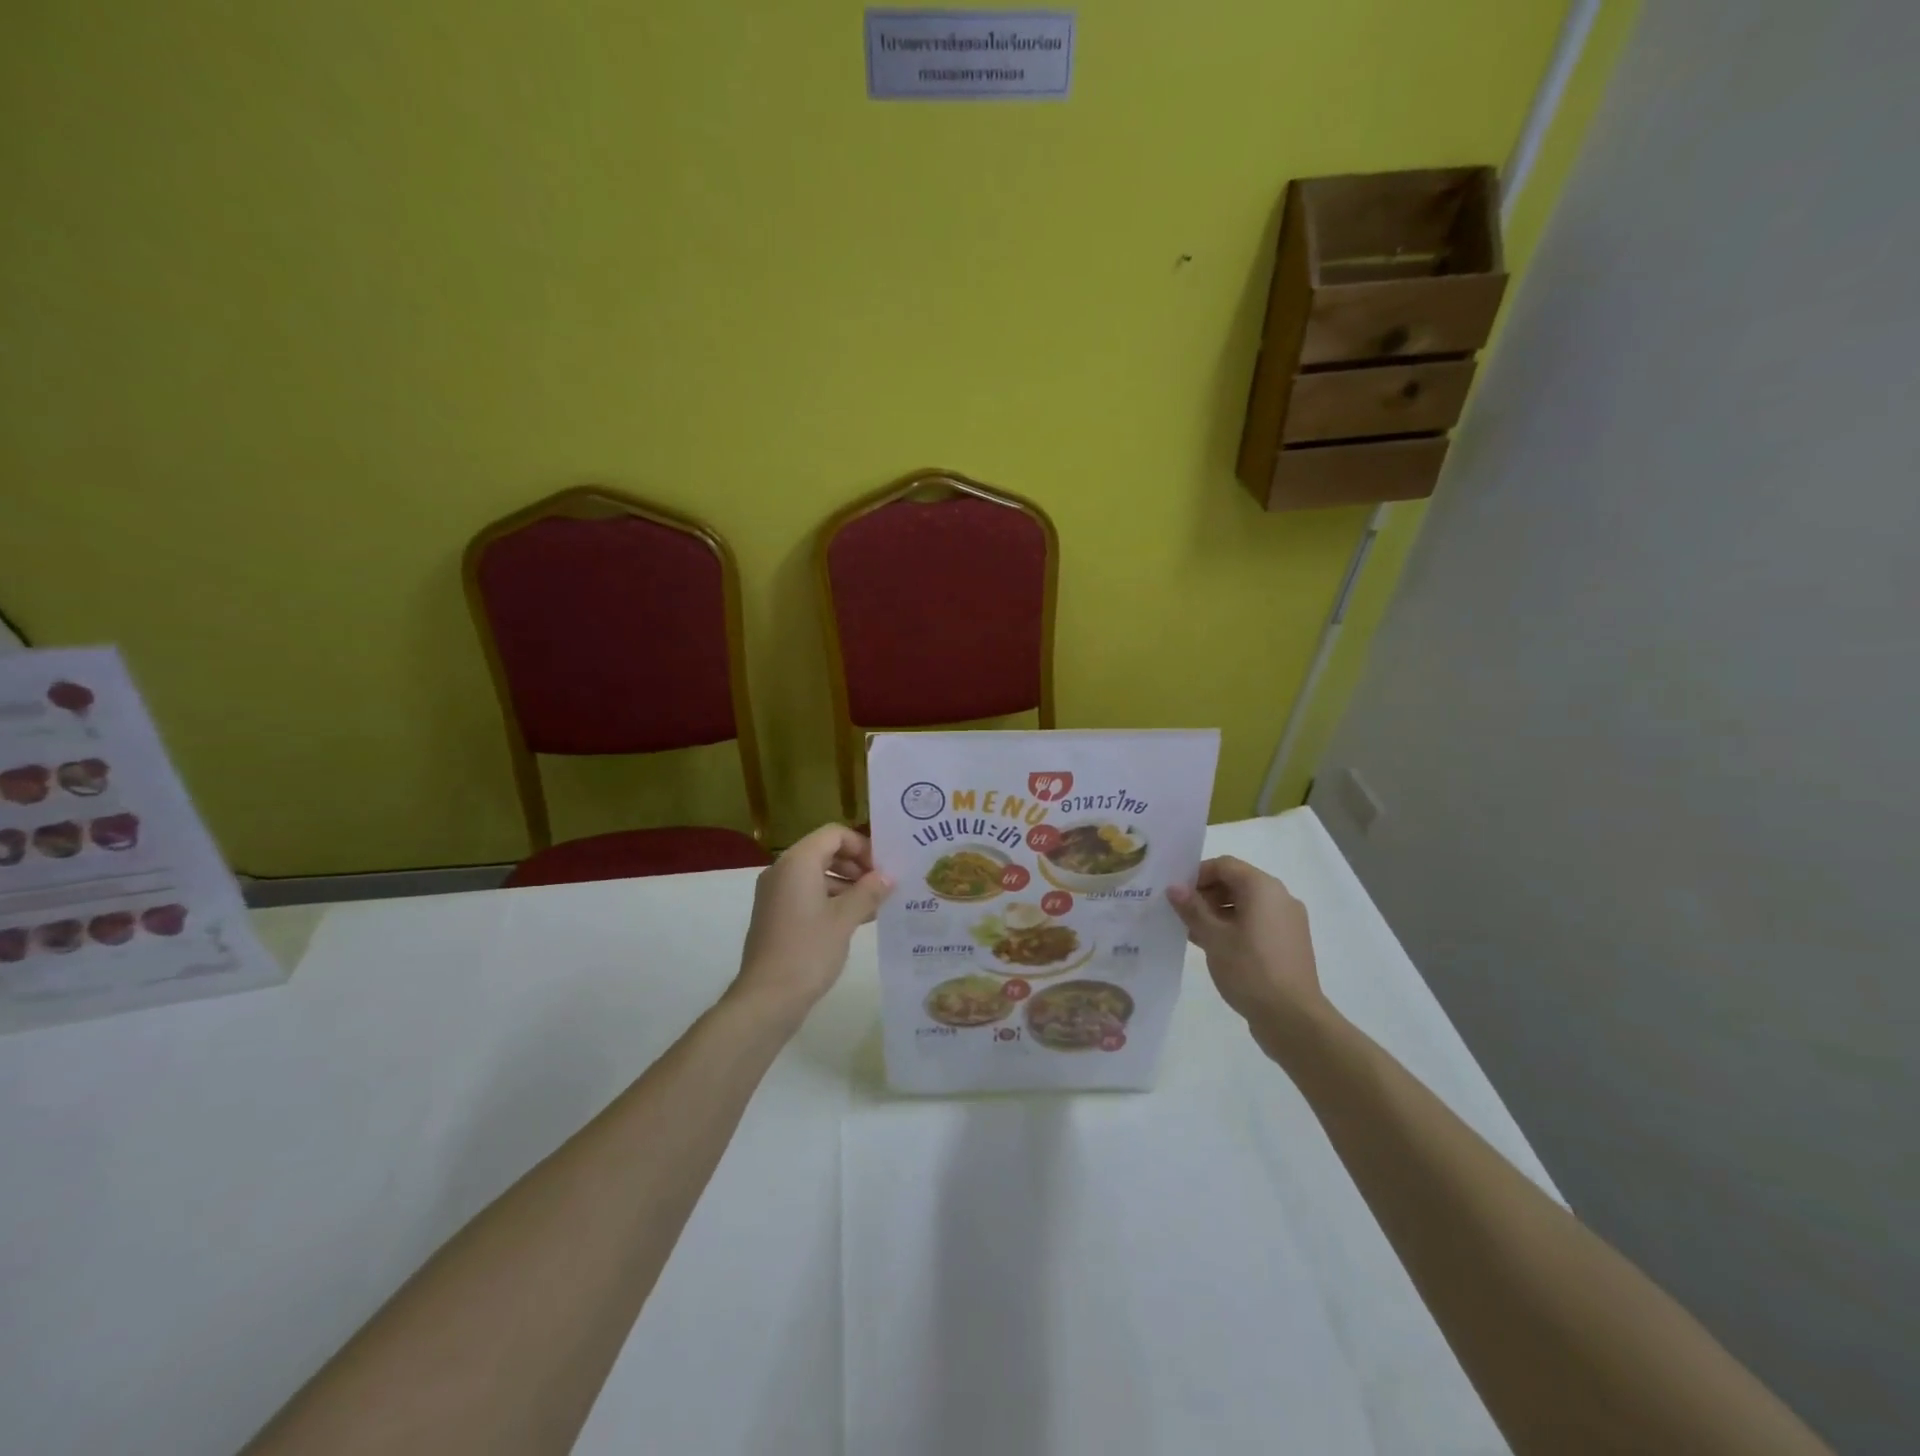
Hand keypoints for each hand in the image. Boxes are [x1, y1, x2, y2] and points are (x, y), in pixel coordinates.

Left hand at [731, 824, 892, 1018]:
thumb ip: (869, 892)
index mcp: (797, 862)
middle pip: (825, 851)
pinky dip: (831, 899)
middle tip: (883, 885)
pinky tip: (856, 919)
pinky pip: (807, 893)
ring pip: (817, 874)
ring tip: (875, 904)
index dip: (862, 846)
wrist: (767, 998)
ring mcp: (776, 893)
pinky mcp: (776, 914)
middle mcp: (782, 870)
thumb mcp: (845, 919)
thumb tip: (887, 877)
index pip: (834, 835)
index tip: (883, 868)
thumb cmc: (808, 951)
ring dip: (846, 883)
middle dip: (856, 865)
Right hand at [1167, 857, 1330, 1042]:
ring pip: (1246, 904)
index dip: (1197, 874)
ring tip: (1194, 933)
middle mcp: (1280, 897)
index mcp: (1263, 888)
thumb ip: (1192, 908)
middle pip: (1237, 882)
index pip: (1225, 865)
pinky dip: (1235, 927)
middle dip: (1206, 894)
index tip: (1177, 894)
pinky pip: (1257, 923)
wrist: (1293, 1018)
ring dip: (1218, 912)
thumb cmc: (1250, 970)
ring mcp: (1288, 921)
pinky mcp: (1290, 943)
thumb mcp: (1213, 937)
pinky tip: (1215, 947)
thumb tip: (1174, 888)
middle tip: (1182, 914)